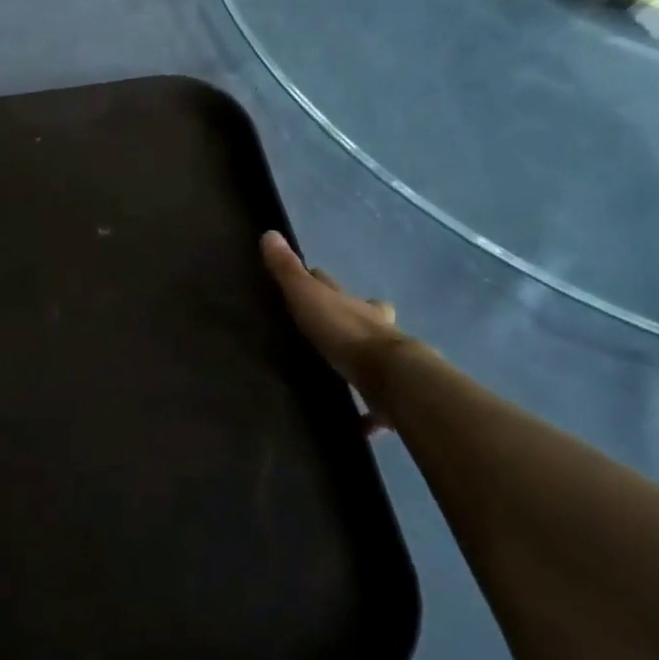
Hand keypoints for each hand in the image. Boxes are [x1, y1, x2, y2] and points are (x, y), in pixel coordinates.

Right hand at [261, 230, 408, 432]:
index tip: (311, 277)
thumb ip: (286, 270)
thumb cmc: (343, 332)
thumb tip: (269, 233)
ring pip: (376, 353)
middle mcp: (374, 327)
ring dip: (366, 358)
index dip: (320, 279)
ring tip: (348, 369)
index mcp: (351, 304)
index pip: (332, 285)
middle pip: (367, 313)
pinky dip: (370, 415)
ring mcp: (386, 361)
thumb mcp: (307, 295)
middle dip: (357, 313)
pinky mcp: (389, 396)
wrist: (389, 377)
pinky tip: (360, 427)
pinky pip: (377, 406)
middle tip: (339, 322)